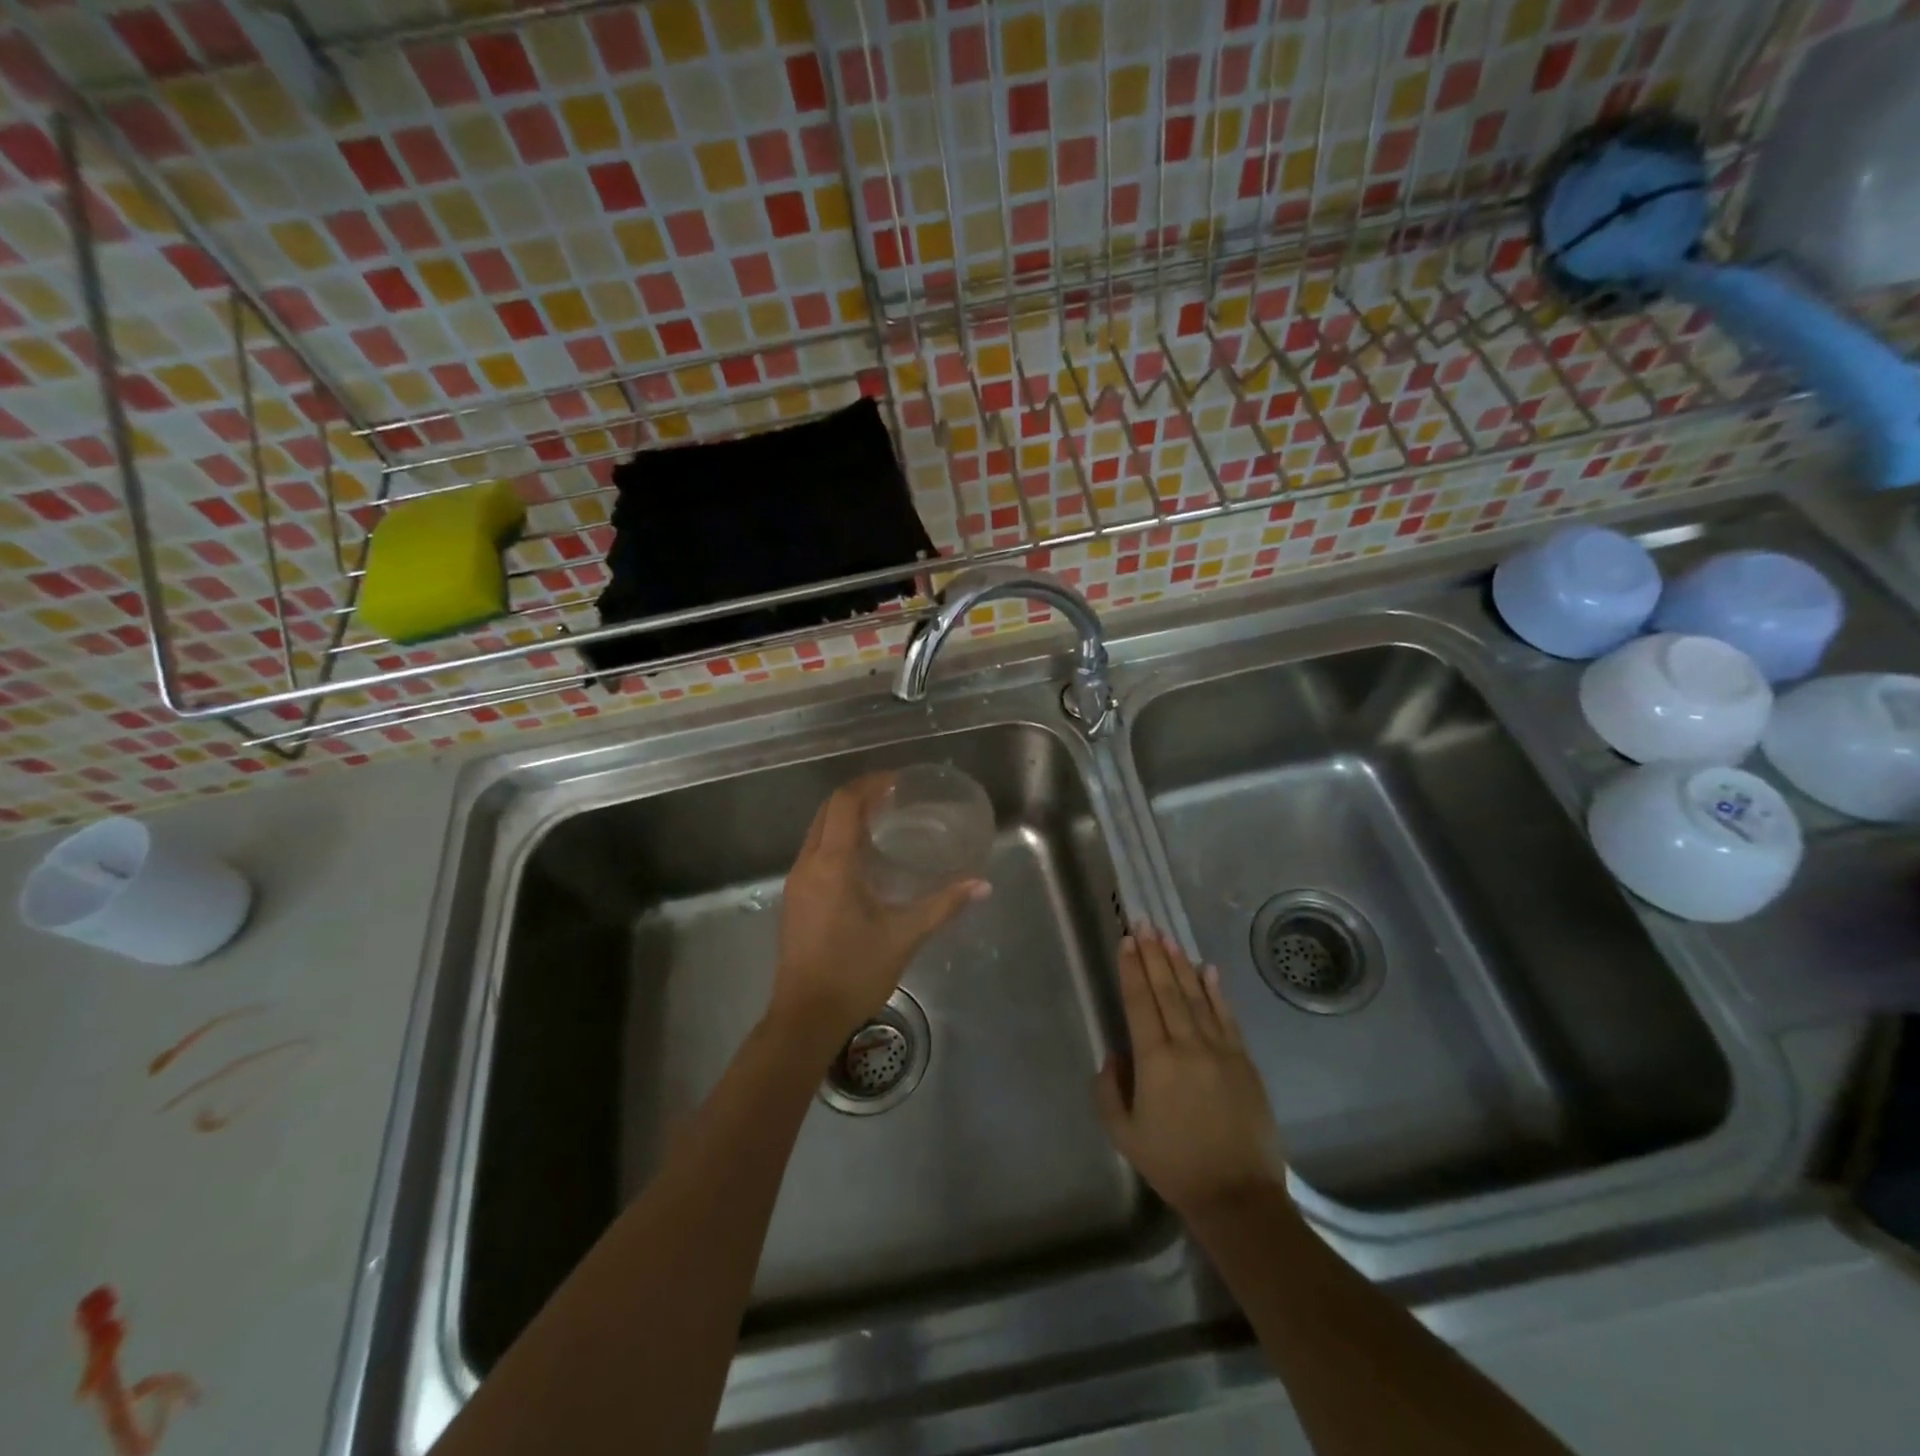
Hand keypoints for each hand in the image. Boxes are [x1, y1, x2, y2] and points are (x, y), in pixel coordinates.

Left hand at [770, 774, 988, 1053]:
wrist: (805, 1017)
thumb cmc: (854, 972)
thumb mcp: (904, 936)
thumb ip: (943, 905)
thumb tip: (981, 884)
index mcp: (832, 864)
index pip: (844, 803)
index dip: (870, 784)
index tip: (899, 782)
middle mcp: (808, 864)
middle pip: (828, 811)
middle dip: (858, 796)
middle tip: (895, 797)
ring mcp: (796, 882)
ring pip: (818, 831)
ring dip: (845, 817)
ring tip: (882, 820)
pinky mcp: (794, 899)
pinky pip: (815, 852)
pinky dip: (837, 839)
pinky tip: (862, 858)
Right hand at [1095, 926, 1286, 1219]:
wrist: (1237, 1196)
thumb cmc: (1174, 1165)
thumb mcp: (1123, 1134)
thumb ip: (1108, 1090)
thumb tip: (1115, 1055)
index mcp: (1155, 1061)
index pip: (1140, 1002)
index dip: (1132, 969)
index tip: (1127, 940)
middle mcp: (1188, 1045)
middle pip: (1167, 989)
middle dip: (1153, 953)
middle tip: (1144, 923)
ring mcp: (1221, 1050)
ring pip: (1196, 996)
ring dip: (1181, 963)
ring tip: (1168, 937)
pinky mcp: (1244, 1061)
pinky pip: (1227, 1017)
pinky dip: (1216, 991)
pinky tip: (1208, 969)